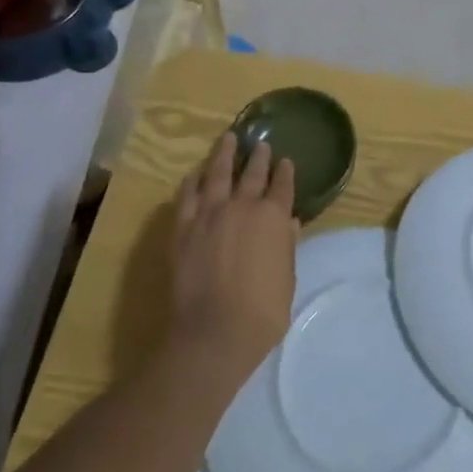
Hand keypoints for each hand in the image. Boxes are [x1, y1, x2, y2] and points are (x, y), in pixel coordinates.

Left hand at [171, 134, 298, 383]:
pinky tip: (195, 173)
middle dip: (258, 157)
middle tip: (260, 143)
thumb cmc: (262, 312)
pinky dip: (192, 181)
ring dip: (224, 155)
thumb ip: (286, 247)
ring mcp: (209, 215)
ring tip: (228, 139)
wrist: (214, 333)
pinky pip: (187, 196)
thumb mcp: (286, 279)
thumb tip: (289, 224)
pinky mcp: (183, 228)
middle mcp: (242, 207)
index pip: (282, 186)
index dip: (285, 173)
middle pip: (252, 174)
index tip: (286, 161)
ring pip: (217, 175)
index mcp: (273, 218)